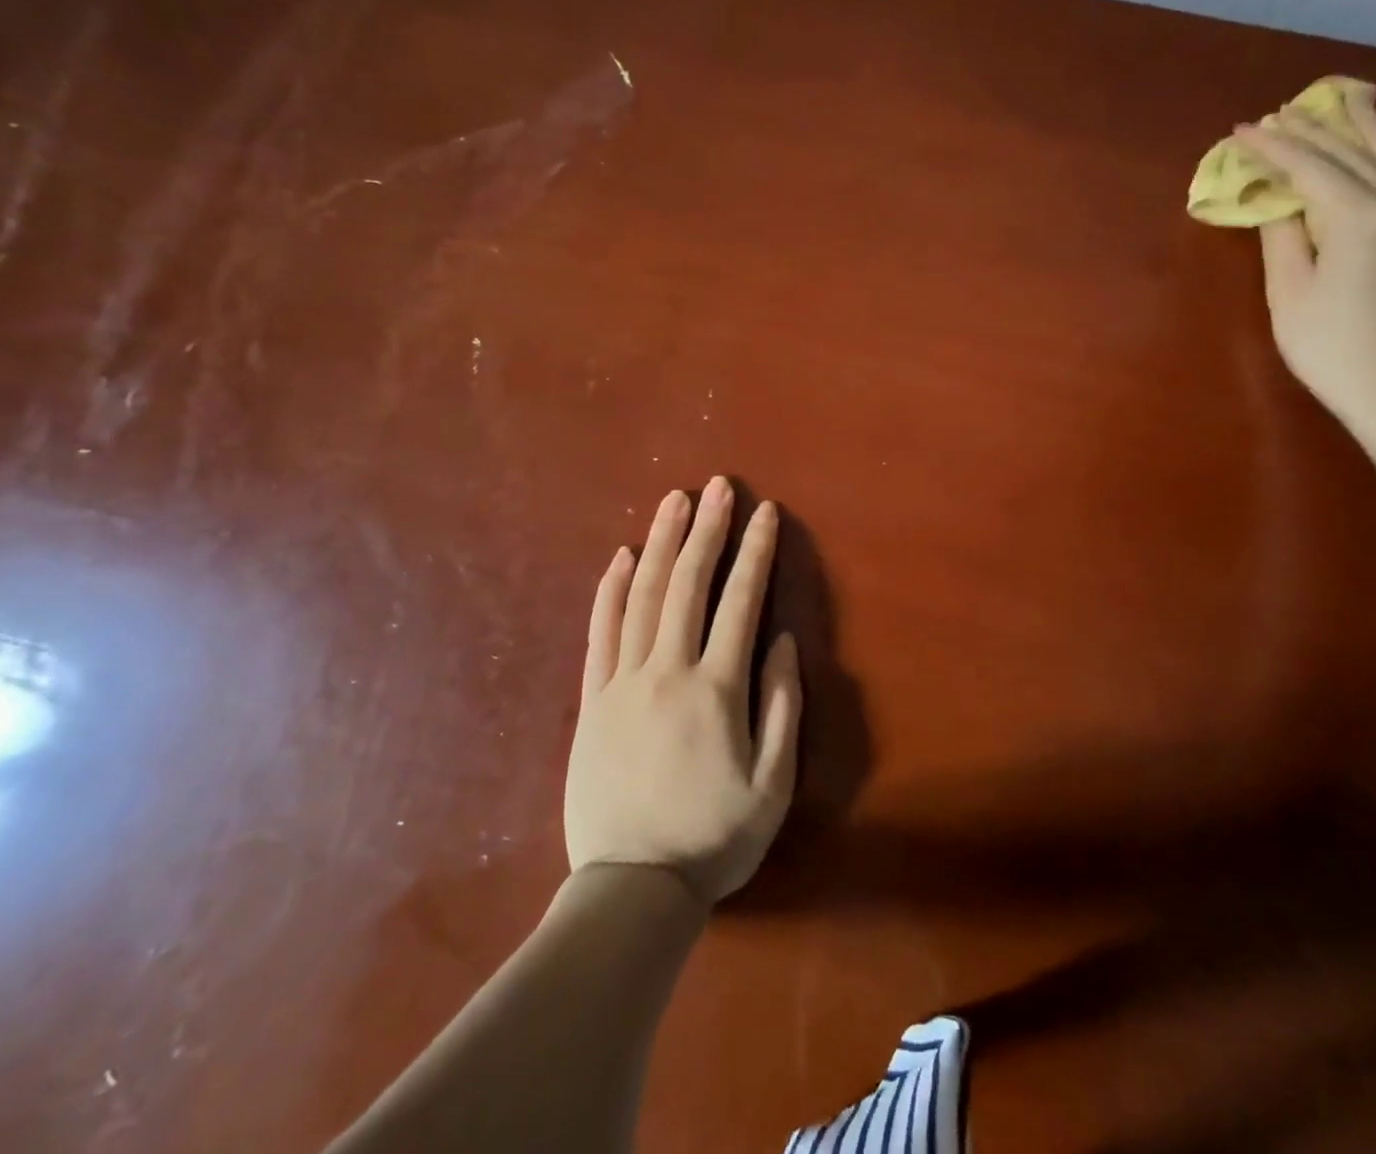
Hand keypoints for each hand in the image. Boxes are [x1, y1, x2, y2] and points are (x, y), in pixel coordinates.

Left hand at [564, 477, 801, 907]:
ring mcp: (623, 682)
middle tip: (718, 486)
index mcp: (716, 689)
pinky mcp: (591, 700)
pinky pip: (599, 632)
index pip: (740, 602)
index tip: (766, 511)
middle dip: (707, 529)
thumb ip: (783, 705)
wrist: (631, 889)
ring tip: (674, 500)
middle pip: (687, 584)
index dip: (755, 552)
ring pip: (640, 596)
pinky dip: (608, 588)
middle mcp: (667, 671)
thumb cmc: (714, 838)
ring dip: (660, 542)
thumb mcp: (773, 782)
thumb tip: (782, 640)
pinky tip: (619, 555)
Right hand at [1234, 89, 1375, 438]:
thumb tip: (1280, 201)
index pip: (1310, 166)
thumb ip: (1283, 236)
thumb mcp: (1289, 292)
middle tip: (1281, 112)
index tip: (1242, 130)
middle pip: (1355, 151)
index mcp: (1361, 214)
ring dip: (1364, 127)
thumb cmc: (1329, 345)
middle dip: (1314, 129)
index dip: (1273, 147)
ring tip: (1345, 101)